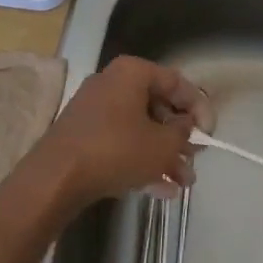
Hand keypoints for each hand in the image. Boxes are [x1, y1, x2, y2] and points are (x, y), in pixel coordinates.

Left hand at [27, 56, 211, 209]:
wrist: (53, 180)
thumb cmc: (115, 150)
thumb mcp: (162, 144)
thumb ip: (183, 134)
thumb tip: (187, 128)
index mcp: (133, 73)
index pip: (178, 82)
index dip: (200, 108)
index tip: (209, 134)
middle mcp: (113, 83)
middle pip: (159, 106)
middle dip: (180, 137)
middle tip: (195, 159)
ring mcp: (95, 110)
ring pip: (141, 129)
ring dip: (164, 155)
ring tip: (183, 183)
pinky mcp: (84, 136)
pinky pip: (122, 143)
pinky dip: (141, 161)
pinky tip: (161, 190)